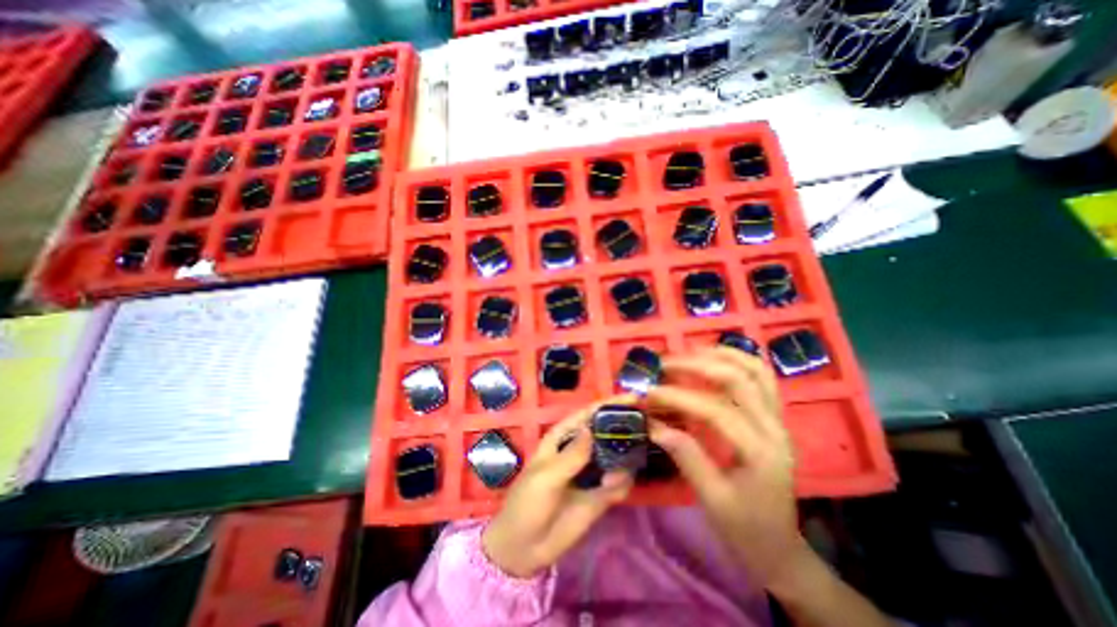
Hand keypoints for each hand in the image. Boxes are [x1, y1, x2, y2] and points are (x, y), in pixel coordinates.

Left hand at [482, 399, 632, 581]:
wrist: (524, 549)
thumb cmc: (527, 503)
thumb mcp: (546, 477)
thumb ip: (571, 456)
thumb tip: (591, 429)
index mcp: (563, 437)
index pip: (588, 414)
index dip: (610, 404)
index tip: (635, 398)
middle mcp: (580, 449)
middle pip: (606, 431)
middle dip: (624, 428)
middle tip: (645, 429)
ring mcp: (592, 472)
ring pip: (616, 456)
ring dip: (626, 458)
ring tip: (625, 465)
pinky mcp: (601, 495)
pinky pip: (619, 483)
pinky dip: (621, 483)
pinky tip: (612, 489)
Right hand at [648, 348, 813, 586]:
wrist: (780, 548)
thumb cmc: (745, 529)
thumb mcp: (712, 499)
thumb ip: (686, 456)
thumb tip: (654, 424)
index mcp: (760, 453)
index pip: (715, 410)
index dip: (678, 397)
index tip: (648, 393)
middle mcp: (774, 428)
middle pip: (738, 379)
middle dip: (697, 365)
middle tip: (664, 365)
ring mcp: (778, 419)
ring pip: (756, 370)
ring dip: (721, 354)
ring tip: (688, 353)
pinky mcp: (774, 417)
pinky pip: (761, 377)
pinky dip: (737, 360)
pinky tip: (714, 359)